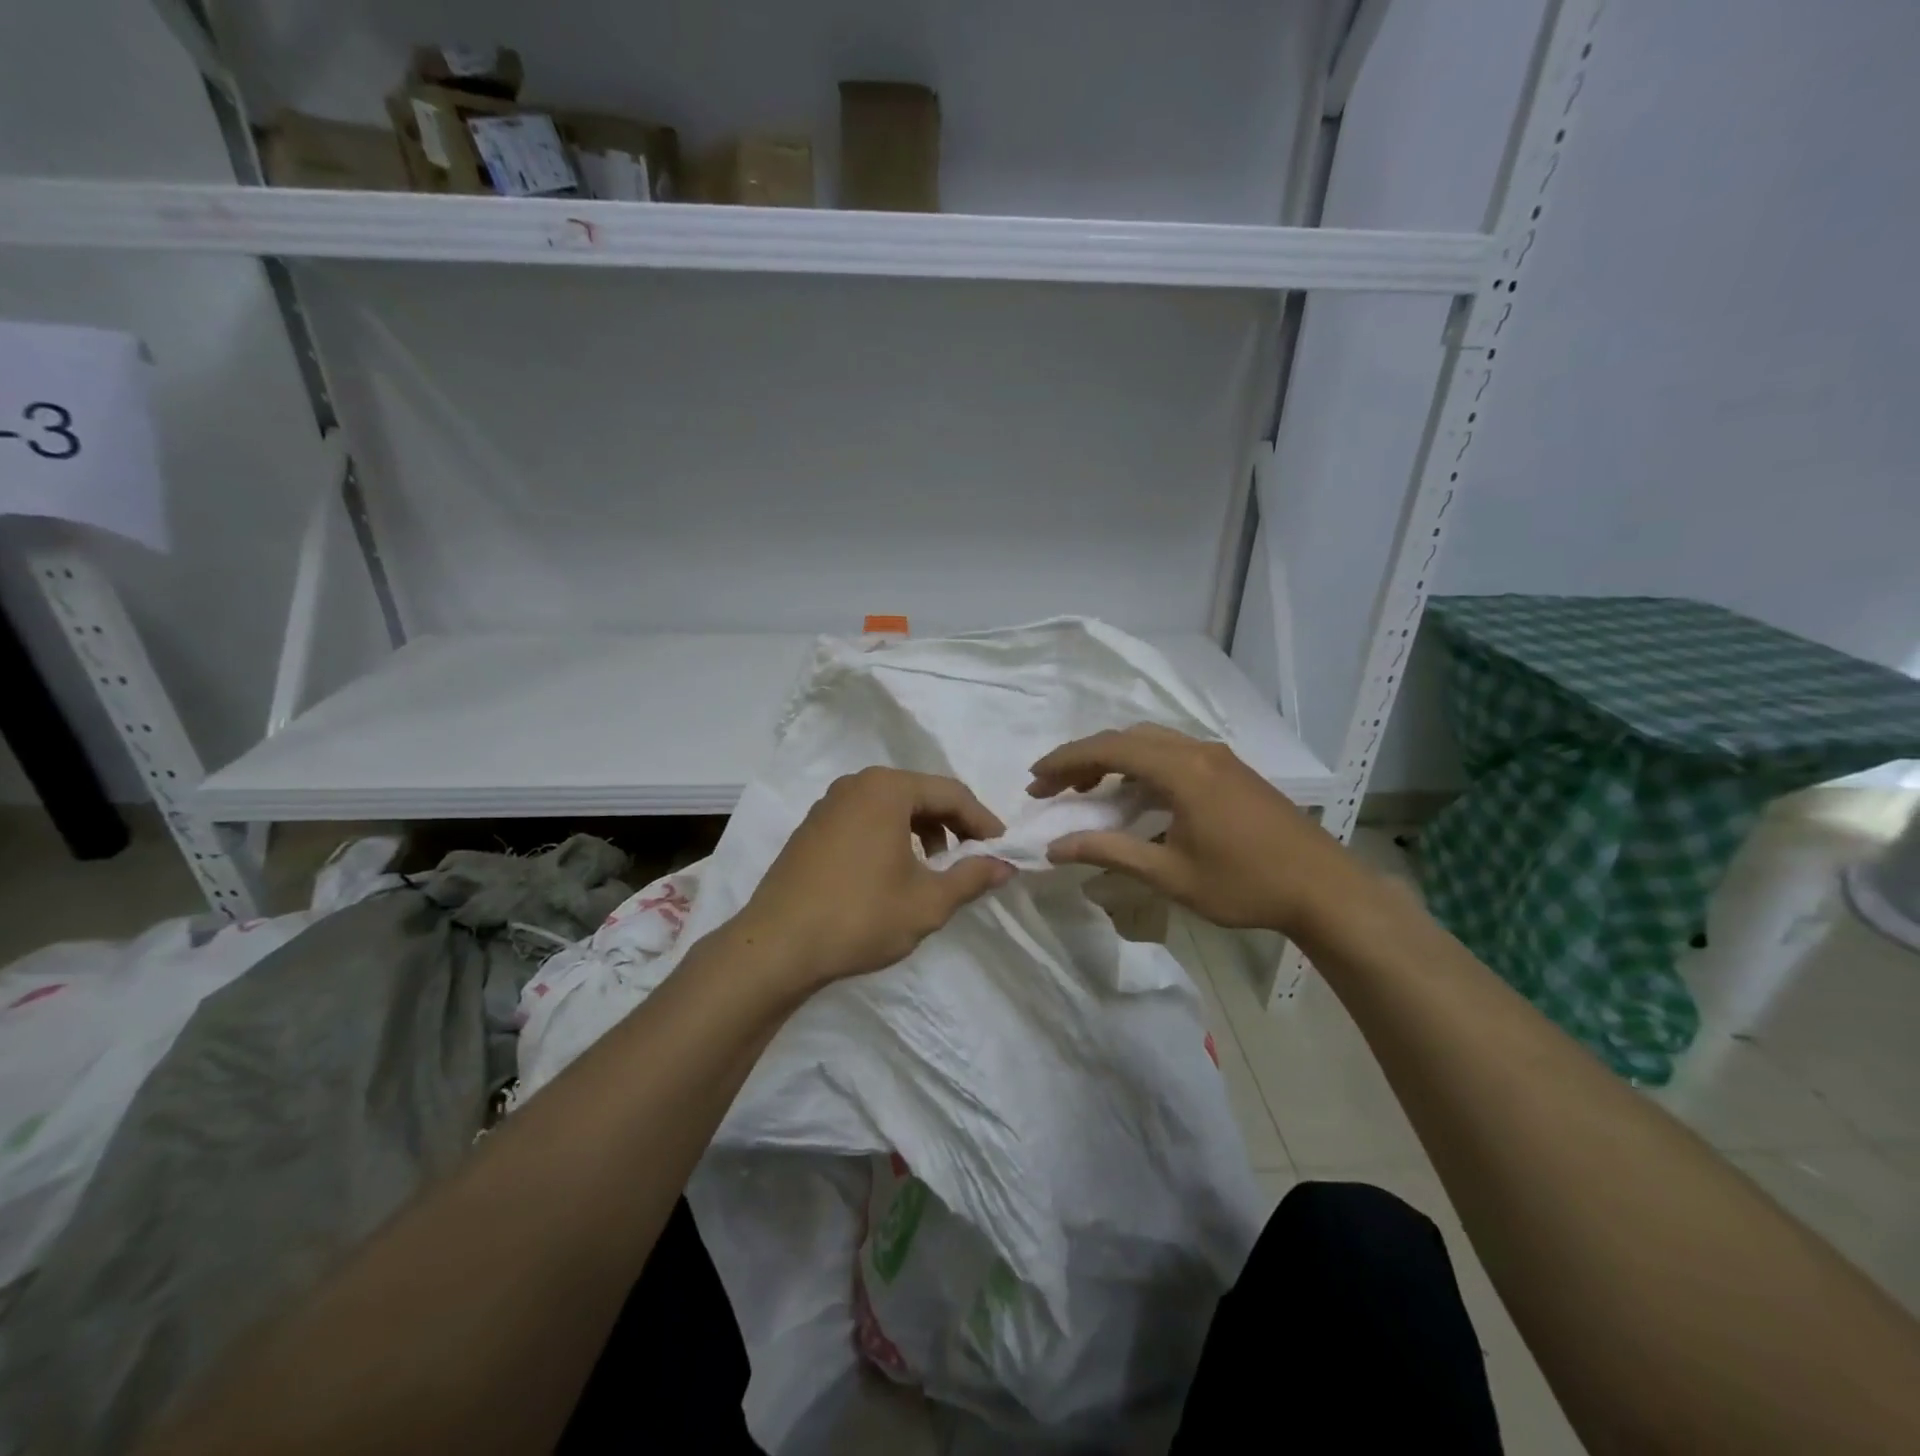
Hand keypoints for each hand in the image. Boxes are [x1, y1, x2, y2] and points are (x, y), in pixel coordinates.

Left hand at [738, 767, 1013, 989]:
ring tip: (936, 867)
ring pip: (892, 806)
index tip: (1003, 849)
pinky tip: (895, 870)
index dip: (983, 821)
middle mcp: (856, 784)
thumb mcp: (927, 902)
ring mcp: (829, 804)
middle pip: (921, 794)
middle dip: (953, 824)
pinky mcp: (812, 827)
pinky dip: (892, 835)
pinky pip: (866, 818)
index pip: (951, 793)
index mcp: (887, 789)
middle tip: (975, 856)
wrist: (776, 946)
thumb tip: (1005, 866)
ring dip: (923, 830)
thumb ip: (972, 878)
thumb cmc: (860, 917)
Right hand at [1028, 724, 1368, 936]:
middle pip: (1126, 738)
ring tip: (1085, 790)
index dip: (1066, 760)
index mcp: (1181, 770)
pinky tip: (1133, 794)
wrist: (1324, 888)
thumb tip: (1055, 847)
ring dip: (1112, 759)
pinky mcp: (1230, 770)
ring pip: (1150, 741)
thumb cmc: (1246, 884)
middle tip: (1053, 789)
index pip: (1109, 749)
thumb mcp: (1170, 875)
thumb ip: (1110, 853)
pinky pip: (1172, 752)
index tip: (1035, 779)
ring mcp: (1218, 757)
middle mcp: (1197, 751)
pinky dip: (1140, 765)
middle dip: (1083, 759)